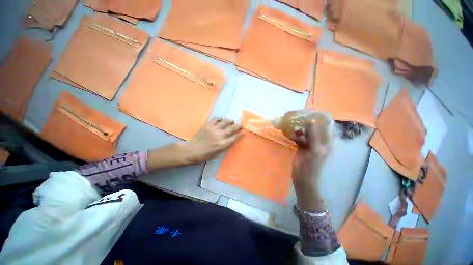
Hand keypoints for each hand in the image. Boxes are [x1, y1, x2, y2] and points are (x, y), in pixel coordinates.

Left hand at [182, 118, 241, 163]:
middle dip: (238, 126)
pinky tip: (222, 120)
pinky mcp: (208, 125)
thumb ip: (225, 148)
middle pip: (232, 129)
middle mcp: (220, 136)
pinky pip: (216, 119)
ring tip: (232, 121)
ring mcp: (214, 129)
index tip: (243, 131)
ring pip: (225, 122)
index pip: (234, 138)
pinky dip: (220, 118)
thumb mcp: (217, 155)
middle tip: (241, 125)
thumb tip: (231, 141)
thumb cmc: (205, 155)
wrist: (192, 151)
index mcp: (222, 144)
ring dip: (230, 121)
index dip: (240, 134)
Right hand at [293, 118, 332, 211]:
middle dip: (306, 120)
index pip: (325, 124)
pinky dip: (293, 133)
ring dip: (298, 126)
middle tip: (295, 115)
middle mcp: (320, 140)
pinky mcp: (302, 146)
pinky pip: (299, 136)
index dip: (318, 116)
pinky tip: (287, 131)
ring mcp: (310, 143)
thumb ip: (314, 135)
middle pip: (314, 126)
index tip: (307, 111)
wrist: (303, 179)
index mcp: (327, 141)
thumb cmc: (310, 167)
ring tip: (290, 121)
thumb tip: (311, 120)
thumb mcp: (314, 150)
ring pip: (305, 130)